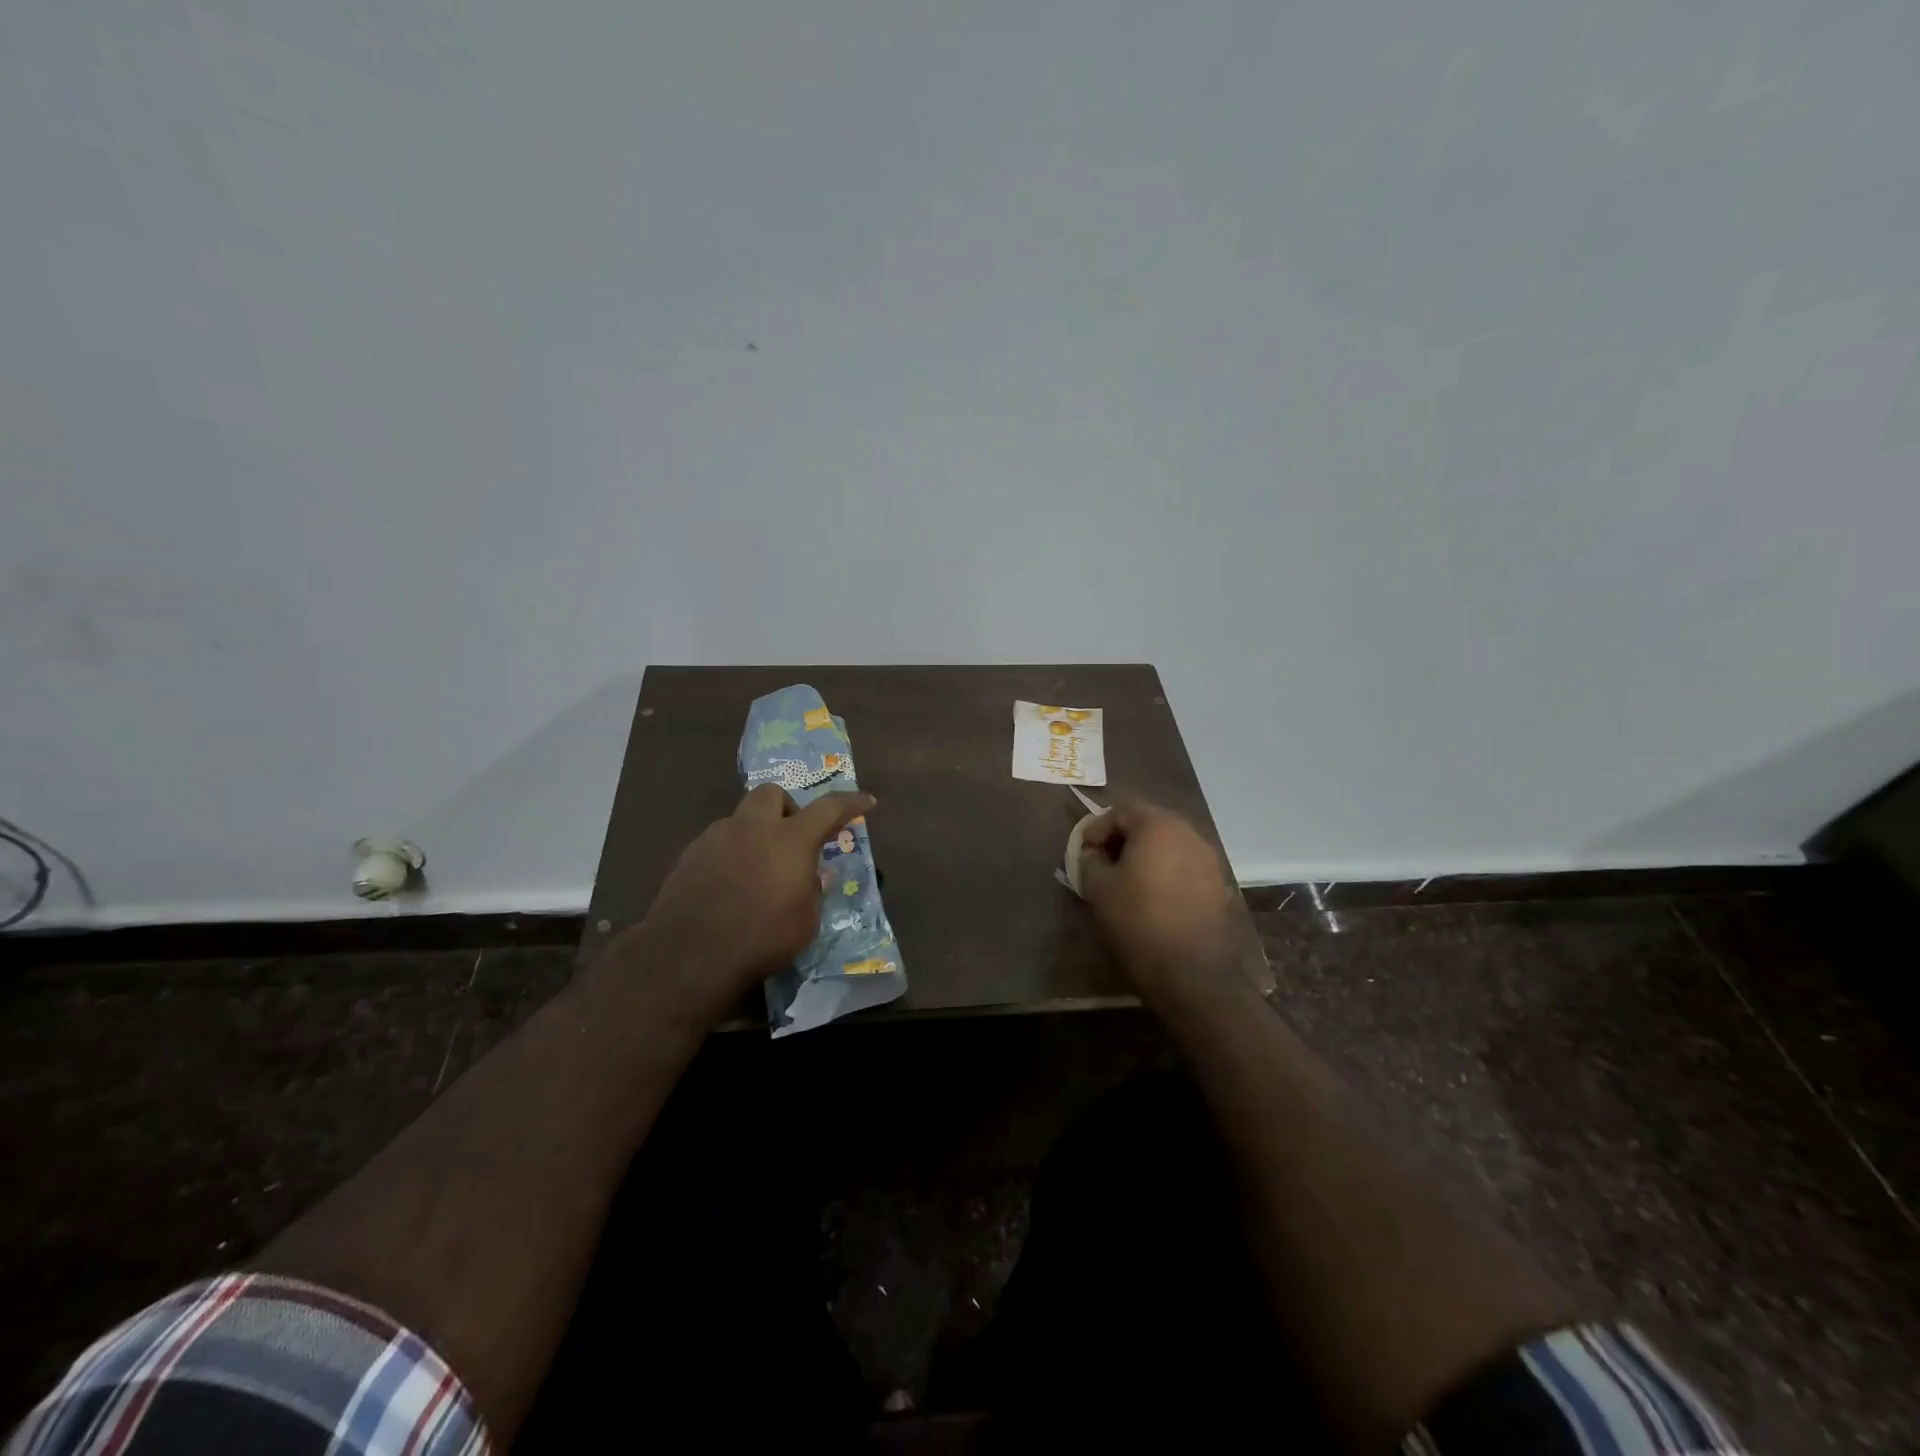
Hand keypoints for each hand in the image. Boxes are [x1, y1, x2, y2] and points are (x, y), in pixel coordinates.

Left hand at [629, 784, 874, 1019]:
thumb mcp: (805, 922)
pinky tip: (729, 886)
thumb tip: (813, 876)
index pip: (829, 808)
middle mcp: (753, 827)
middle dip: (786, 808)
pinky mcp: (688, 856)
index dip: (850, 803)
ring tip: (757, 870)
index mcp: (790, 840)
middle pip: (772, 794)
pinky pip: (717, 843)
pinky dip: (730, 855)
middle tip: (791, 836)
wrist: (688, 955)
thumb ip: (812, 890)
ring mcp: (716, 838)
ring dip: (754, 834)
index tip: (865, 801)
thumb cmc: (760, 938)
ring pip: (740, 819)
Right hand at [1077, 794, 1251, 999]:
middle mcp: (1188, 832)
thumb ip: (1089, 860)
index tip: (1084, 852)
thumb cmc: (1138, 920)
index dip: (1097, 828)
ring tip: (1127, 881)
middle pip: (1148, 823)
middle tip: (1103, 863)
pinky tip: (1153, 896)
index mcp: (1157, 825)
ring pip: (1168, 844)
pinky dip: (1165, 871)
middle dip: (1122, 839)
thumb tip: (1093, 852)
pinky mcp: (1218, 883)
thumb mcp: (1098, 888)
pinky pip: (1184, 865)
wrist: (1192, 970)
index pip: (1120, 810)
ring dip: (1145, 855)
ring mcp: (1208, 857)